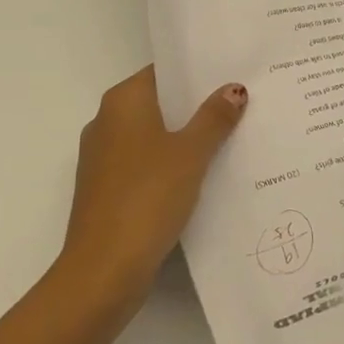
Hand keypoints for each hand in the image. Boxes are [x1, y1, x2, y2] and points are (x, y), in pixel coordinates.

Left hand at [60, 67, 247, 307]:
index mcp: (122, 102)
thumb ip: (214, 118)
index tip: (231, 73)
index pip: (163, 72)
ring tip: (231, 138)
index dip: (196, 72)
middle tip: (240, 104)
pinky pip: (145, 164)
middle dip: (196, 106)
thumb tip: (234, 88)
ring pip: (152, 135)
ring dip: (185, 138)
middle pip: (159, 103)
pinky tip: (203, 176)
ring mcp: (103, 158)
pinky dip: (170, 165)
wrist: (103, 271)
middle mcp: (106, 122)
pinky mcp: (106, 190)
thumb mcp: (190, 153)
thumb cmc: (147, 197)